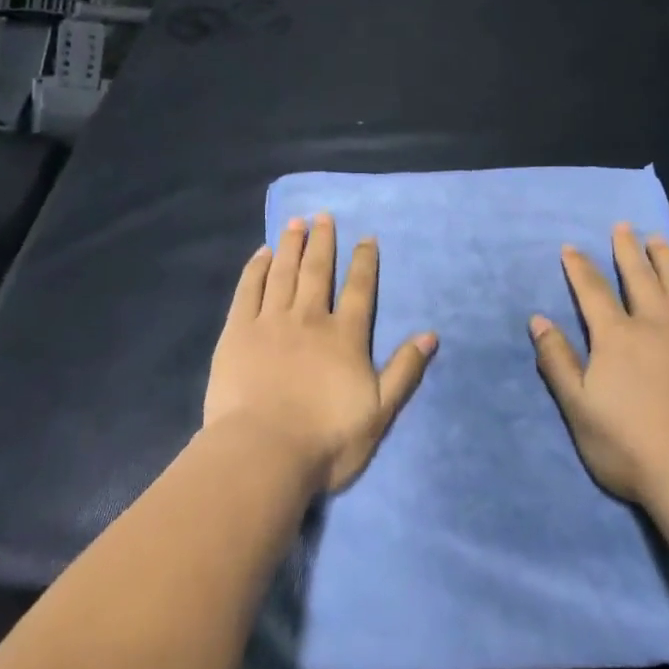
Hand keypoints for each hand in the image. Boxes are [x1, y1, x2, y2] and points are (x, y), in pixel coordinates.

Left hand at [204, 213, 437, 493]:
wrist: (264, 452)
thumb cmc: (327, 439)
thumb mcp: (380, 411)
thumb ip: (405, 371)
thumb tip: (431, 335)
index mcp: (345, 337)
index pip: (359, 290)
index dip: (364, 262)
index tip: (366, 237)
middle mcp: (310, 319)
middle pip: (318, 271)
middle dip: (323, 242)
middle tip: (323, 216)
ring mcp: (271, 322)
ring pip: (283, 273)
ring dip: (291, 245)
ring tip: (296, 222)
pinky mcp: (237, 332)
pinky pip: (249, 290)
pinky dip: (256, 269)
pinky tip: (261, 254)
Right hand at [531, 224, 668, 504]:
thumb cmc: (630, 446)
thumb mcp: (578, 408)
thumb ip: (557, 361)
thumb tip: (538, 320)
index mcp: (616, 337)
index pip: (592, 291)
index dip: (579, 267)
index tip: (570, 247)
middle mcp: (655, 324)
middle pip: (638, 277)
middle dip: (627, 249)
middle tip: (623, 226)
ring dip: (665, 259)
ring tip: (657, 238)